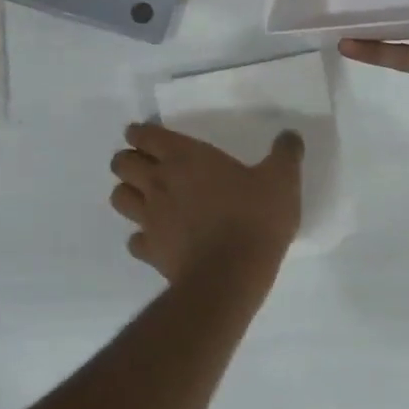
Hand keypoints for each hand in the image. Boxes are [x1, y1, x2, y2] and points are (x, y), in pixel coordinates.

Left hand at [109, 123, 303, 282]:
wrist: (230, 275)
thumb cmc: (253, 219)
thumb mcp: (282, 180)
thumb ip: (285, 153)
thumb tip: (290, 135)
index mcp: (184, 157)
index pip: (144, 135)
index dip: (141, 133)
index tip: (148, 136)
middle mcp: (158, 182)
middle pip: (120, 163)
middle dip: (128, 160)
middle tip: (146, 165)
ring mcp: (149, 218)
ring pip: (119, 197)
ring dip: (128, 193)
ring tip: (146, 197)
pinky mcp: (150, 251)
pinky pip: (134, 240)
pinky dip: (141, 237)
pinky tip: (158, 239)